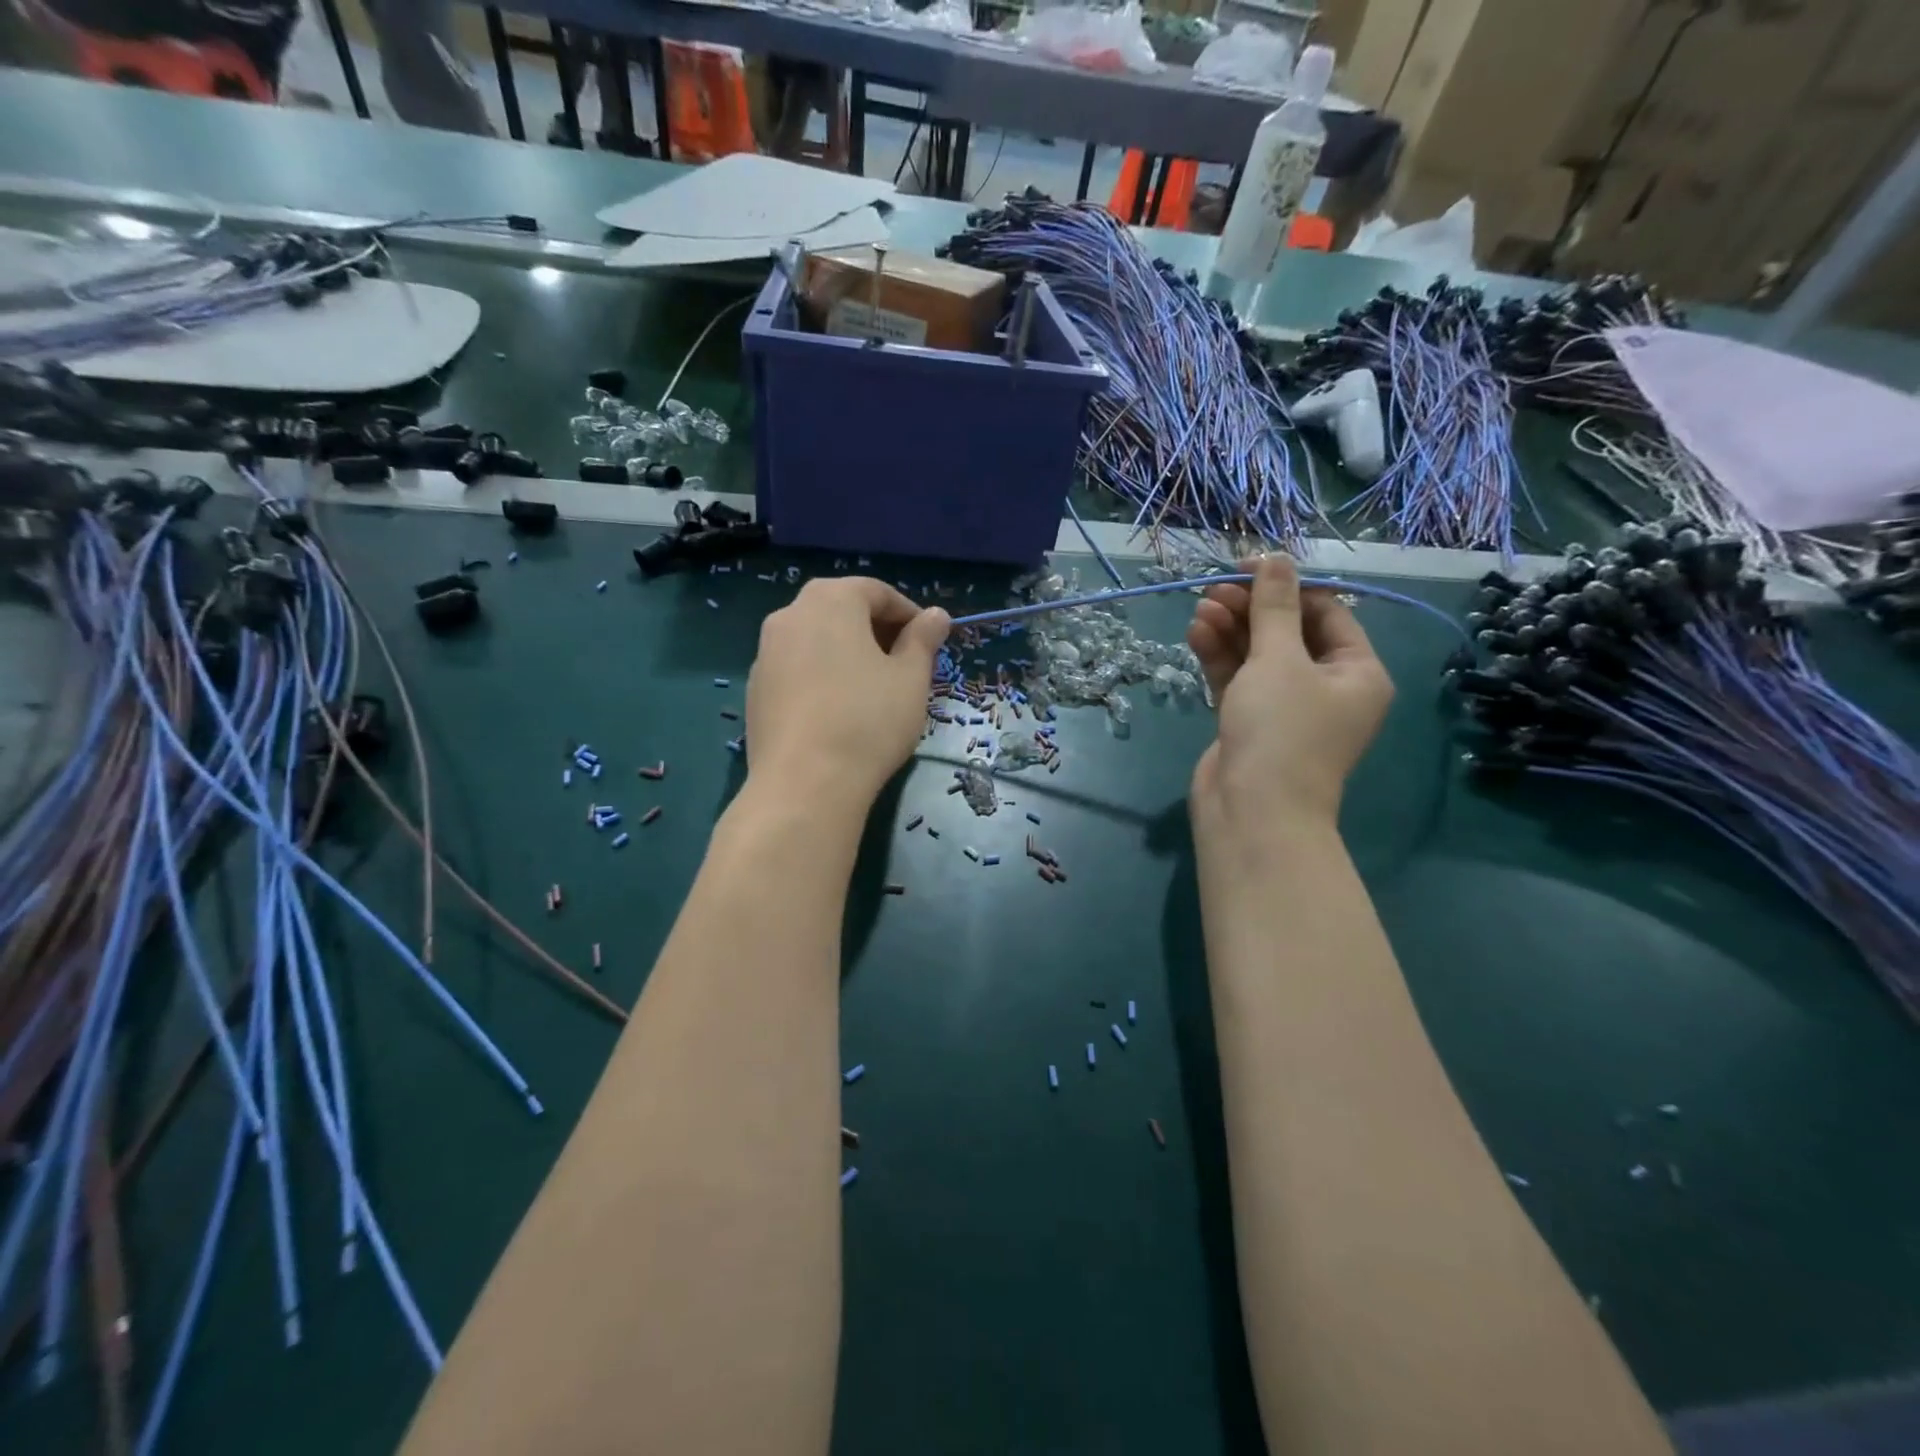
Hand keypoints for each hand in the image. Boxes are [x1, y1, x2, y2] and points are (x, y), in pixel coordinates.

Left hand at [744, 577, 949, 813]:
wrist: (804, 783)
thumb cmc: (868, 721)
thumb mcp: (910, 678)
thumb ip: (923, 640)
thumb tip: (936, 615)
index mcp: (830, 601)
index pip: (876, 592)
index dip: (908, 614)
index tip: (929, 642)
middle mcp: (790, 615)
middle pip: (841, 609)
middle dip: (876, 630)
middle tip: (904, 663)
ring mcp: (765, 652)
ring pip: (815, 639)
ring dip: (846, 652)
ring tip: (873, 688)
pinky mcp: (754, 689)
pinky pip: (796, 668)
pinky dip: (821, 675)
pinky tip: (838, 710)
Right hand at [1186, 556, 1392, 848]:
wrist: (1252, 812)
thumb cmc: (1280, 730)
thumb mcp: (1279, 660)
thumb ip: (1274, 608)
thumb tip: (1276, 558)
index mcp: (1356, 671)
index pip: (1326, 612)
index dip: (1286, 586)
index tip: (1246, 567)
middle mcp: (1326, 687)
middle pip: (1288, 631)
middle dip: (1251, 609)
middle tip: (1214, 589)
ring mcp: (1285, 707)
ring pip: (1258, 655)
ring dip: (1230, 629)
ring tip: (1200, 608)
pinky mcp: (1250, 722)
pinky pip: (1238, 679)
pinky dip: (1219, 657)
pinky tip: (1196, 633)